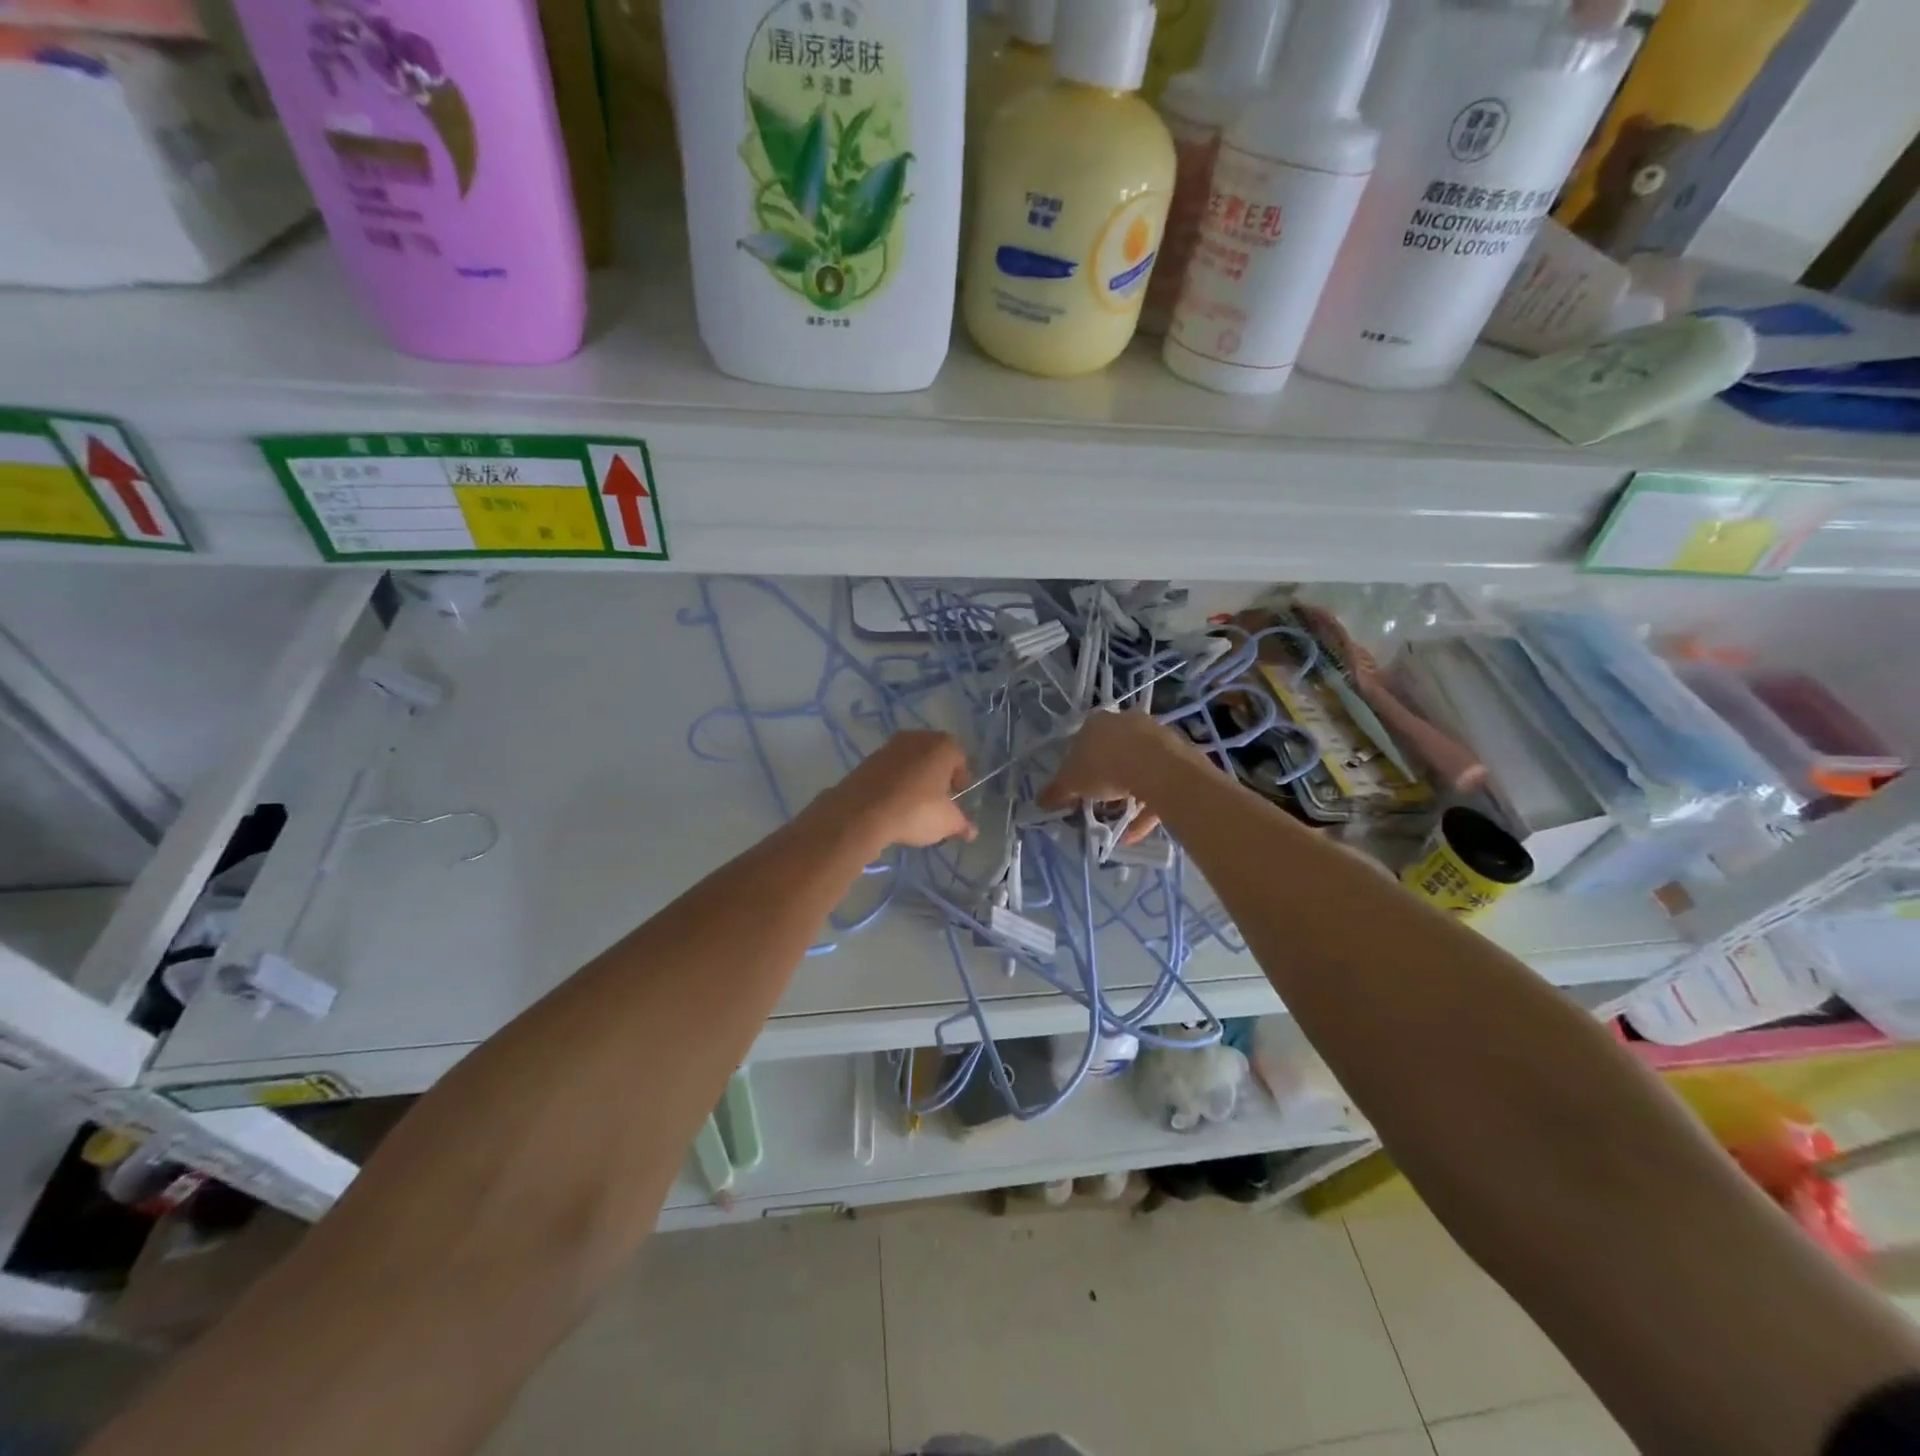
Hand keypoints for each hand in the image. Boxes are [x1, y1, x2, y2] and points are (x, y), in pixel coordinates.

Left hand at [827, 731, 977, 851]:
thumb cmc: (916, 810)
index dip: (961, 780)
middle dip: (937, 776)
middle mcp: (917, 738)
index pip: (960, 759)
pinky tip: (893, 804)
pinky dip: (895, 782)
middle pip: (934, 756)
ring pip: (911, 762)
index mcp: (942, 746)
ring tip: (913, 805)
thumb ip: (962, 824)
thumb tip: (971, 831)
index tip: (956, 799)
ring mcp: (889, 746)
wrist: (862, 812)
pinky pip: (890, 769)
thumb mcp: (946, 822)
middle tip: (938, 800)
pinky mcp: (868, 759)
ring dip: (915, 778)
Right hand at [1038, 710, 1185, 842]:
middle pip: (1111, 751)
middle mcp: (1126, 722)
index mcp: (1097, 722)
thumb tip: (1039, 801)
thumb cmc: (1105, 768)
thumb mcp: (1071, 783)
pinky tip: (1135, 832)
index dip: (1077, 764)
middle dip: (1105, 776)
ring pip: (1137, 766)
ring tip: (1118, 818)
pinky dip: (1146, 807)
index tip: (1077, 786)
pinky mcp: (1176, 755)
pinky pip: (1157, 783)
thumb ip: (1055, 792)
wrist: (1158, 769)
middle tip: (1097, 800)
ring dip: (1128, 792)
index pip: (1081, 741)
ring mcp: (1154, 736)